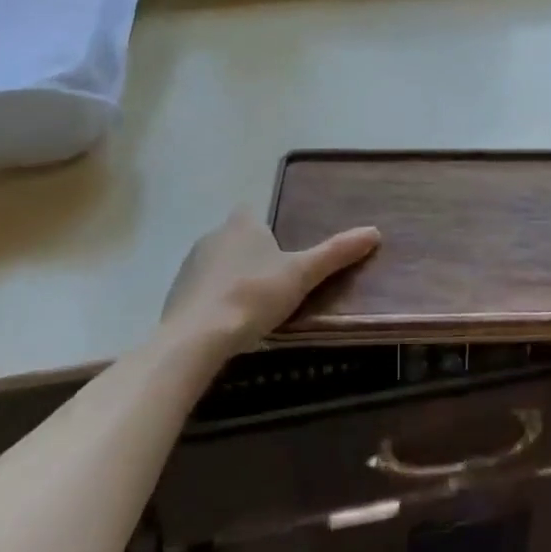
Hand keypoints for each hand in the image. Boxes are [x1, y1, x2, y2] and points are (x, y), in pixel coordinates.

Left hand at [162, 208, 380, 352]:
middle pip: (235, 239)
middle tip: (276, 282)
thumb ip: (335, 253)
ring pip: (217, 265)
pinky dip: (214, 302)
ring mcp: (189, 266)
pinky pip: (201, 292)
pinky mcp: (175, 296)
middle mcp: (212, 236)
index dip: (266, 228)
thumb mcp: (302, 275)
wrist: (196, 338)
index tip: (282, 250)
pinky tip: (227, 324)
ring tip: (254, 307)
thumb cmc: (253, 296)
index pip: (252, 213)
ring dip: (231, 279)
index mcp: (242, 225)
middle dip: (252, 256)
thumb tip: (375, 231)